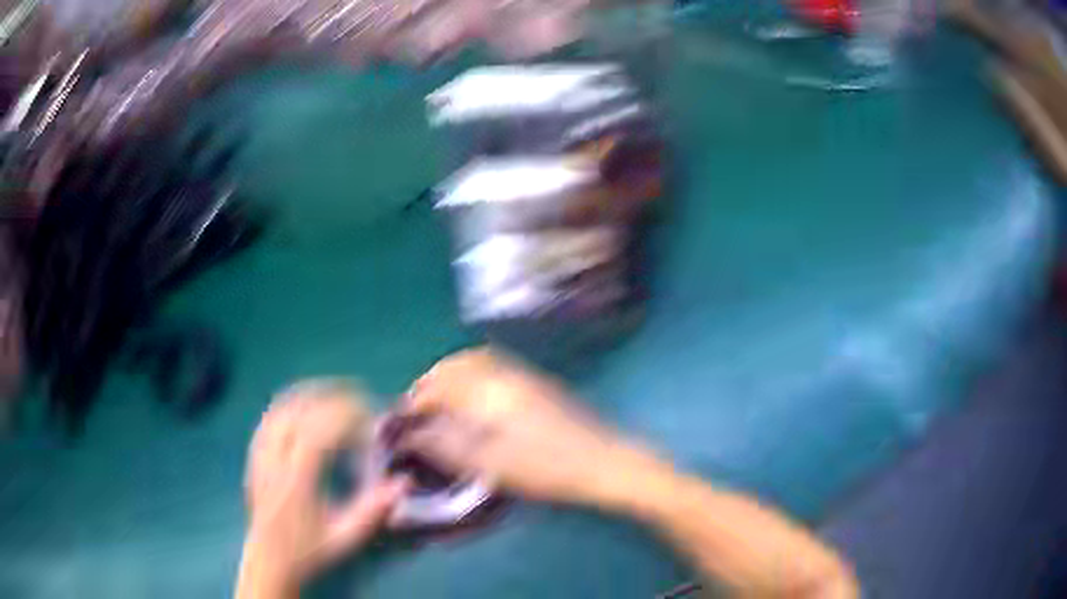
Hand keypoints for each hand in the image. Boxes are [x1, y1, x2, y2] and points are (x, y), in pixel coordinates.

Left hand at [239, 381, 407, 595]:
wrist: (270, 560)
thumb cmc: (310, 550)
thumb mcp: (346, 537)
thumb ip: (374, 510)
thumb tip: (404, 482)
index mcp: (296, 481)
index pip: (318, 433)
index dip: (344, 416)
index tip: (368, 414)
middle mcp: (274, 462)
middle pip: (297, 413)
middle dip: (329, 398)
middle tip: (357, 396)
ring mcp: (260, 457)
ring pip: (278, 411)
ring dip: (306, 395)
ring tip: (332, 392)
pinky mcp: (253, 457)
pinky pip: (266, 420)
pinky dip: (286, 405)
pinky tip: (300, 404)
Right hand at [402, 348, 662, 507]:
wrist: (603, 462)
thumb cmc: (545, 467)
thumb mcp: (490, 464)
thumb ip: (446, 446)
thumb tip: (411, 435)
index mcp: (488, 391)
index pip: (439, 386)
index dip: (416, 402)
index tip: (403, 421)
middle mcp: (503, 373)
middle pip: (455, 365)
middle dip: (430, 383)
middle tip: (419, 409)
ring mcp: (524, 374)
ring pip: (475, 361)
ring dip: (451, 375)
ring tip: (441, 401)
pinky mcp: (538, 383)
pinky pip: (494, 366)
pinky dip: (473, 374)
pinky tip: (475, 398)